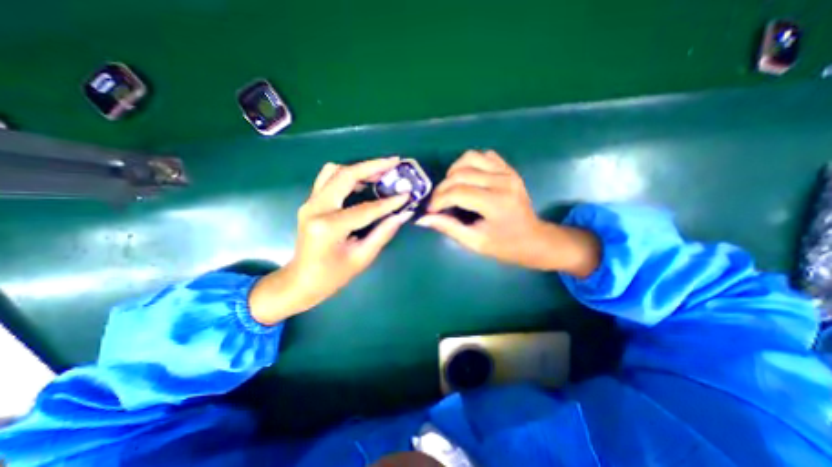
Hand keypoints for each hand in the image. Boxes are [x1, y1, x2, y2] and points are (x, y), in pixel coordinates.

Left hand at [250, 156, 411, 323]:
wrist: (301, 281)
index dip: (389, 202)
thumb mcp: (362, 258)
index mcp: (328, 227)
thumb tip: (403, 214)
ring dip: (359, 168)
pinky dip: (348, 175)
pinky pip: (329, 179)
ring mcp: (310, 202)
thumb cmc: (332, 276)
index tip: (407, 194)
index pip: (365, 209)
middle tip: (394, 163)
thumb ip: (383, 233)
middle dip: (372, 166)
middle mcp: (315, 208)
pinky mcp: (311, 202)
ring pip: (334, 171)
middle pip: (345, 175)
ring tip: (381, 173)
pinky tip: (364, 183)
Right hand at [415, 149, 598, 273]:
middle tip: (438, 203)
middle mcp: (502, 182)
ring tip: (451, 188)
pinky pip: (484, 156)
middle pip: (461, 174)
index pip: (458, 192)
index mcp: (496, 203)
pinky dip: (470, 164)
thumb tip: (423, 219)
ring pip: (470, 158)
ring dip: (454, 171)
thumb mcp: (475, 242)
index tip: (431, 211)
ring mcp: (507, 172)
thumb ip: (448, 227)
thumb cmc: (505, 246)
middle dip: (442, 188)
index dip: (438, 200)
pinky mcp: (509, 169)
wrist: (534, 239)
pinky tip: (468, 179)